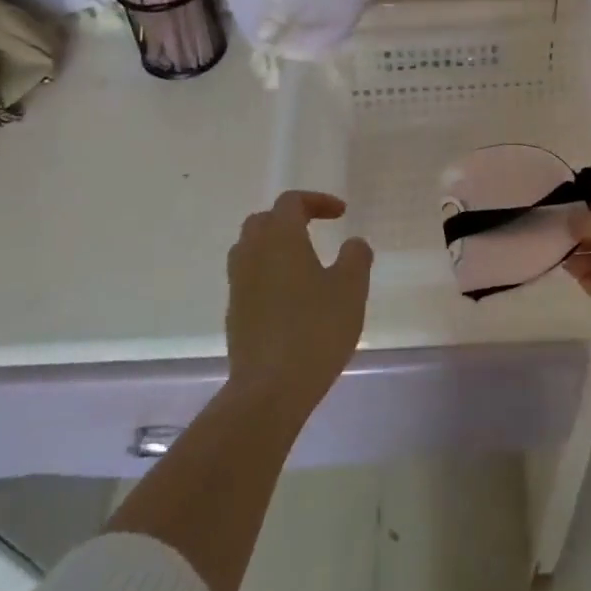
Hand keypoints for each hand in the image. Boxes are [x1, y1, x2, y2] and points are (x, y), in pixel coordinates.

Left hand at [226, 191, 373, 417]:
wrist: (270, 388)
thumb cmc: (315, 329)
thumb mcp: (351, 288)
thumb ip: (355, 257)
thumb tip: (353, 244)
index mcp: (280, 238)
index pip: (291, 202)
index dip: (317, 201)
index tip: (341, 214)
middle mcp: (252, 254)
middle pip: (263, 221)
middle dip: (290, 219)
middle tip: (316, 230)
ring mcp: (238, 285)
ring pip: (250, 249)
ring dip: (275, 246)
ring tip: (303, 262)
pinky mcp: (234, 314)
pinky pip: (249, 278)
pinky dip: (268, 273)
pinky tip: (291, 297)